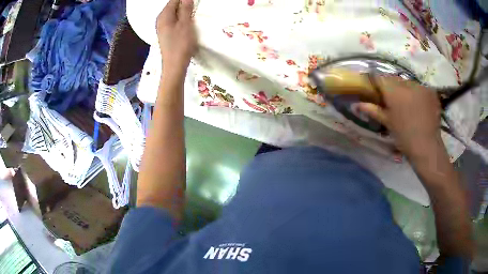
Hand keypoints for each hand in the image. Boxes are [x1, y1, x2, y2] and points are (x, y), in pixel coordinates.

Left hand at [156, 0, 196, 69]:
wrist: (174, 65)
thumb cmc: (180, 44)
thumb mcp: (185, 24)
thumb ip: (185, 9)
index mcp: (164, 15)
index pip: (174, 0)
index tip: (194, 2)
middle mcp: (160, 19)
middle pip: (173, 5)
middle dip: (184, 4)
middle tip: (195, 7)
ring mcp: (162, 27)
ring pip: (173, 13)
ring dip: (183, 11)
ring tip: (193, 13)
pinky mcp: (166, 33)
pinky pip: (173, 20)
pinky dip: (181, 18)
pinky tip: (187, 21)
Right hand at [356, 77, 442, 159]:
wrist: (427, 147)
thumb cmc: (404, 137)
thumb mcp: (387, 123)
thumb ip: (372, 110)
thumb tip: (356, 104)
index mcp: (393, 91)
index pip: (379, 77)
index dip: (375, 81)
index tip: (374, 89)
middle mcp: (406, 83)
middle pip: (394, 78)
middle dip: (391, 86)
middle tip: (392, 100)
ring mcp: (420, 86)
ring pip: (407, 82)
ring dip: (405, 89)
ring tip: (407, 104)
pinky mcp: (430, 91)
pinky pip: (419, 87)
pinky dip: (417, 93)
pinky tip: (419, 105)